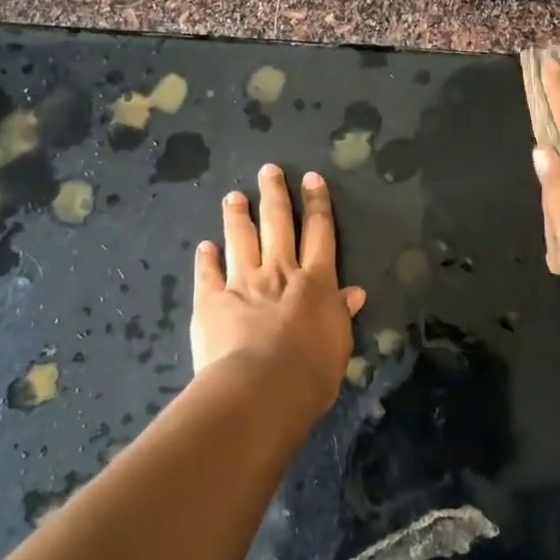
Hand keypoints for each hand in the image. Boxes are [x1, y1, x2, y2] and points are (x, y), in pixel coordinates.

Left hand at [193, 164, 366, 421]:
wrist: (261, 389)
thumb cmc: (310, 373)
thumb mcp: (339, 345)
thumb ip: (342, 315)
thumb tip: (354, 292)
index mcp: (315, 281)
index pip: (319, 232)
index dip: (317, 203)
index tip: (311, 178)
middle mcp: (280, 272)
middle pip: (278, 223)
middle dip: (274, 194)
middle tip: (268, 170)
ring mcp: (242, 282)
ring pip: (241, 239)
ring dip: (238, 215)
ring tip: (234, 196)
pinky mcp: (211, 300)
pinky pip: (207, 273)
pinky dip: (206, 258)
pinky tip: (204, 246)